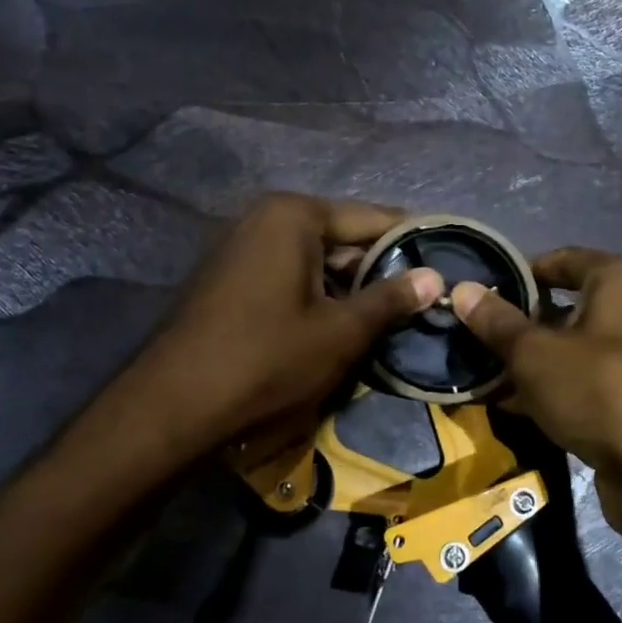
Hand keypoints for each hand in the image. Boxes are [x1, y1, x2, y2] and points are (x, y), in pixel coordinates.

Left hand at [141, 194, 443, 453]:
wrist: (172, 407)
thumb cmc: (265, 360)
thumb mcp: (340, 332)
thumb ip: (391, 299)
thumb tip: (436, 277)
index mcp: (294, 215)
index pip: (373, 218)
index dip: (414, 241)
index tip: (449, 260)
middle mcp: (266, 218)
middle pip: (343, 237)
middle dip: (381, 268)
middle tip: (424, 298)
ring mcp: (242, 246)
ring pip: (317, 260)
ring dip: (351, 287)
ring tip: (392, 316)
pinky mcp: (230, 276)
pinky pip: (290, 275)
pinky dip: (319, 295)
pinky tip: (343, 324)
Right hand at [450, 247, 621, 540]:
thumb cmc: (601, 390)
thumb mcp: (536, 354)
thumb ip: (497, 322)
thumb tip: (461, 289)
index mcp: (618, 282)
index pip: (562, 260)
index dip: (521, 272)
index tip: (483, 294)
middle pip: (564, 309)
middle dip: (520, 326)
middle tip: (476, 341)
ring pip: (571, 352)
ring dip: (531, 365)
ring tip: (485, 377)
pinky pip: (584, 386)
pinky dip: (552, 393)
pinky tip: (515, 409)